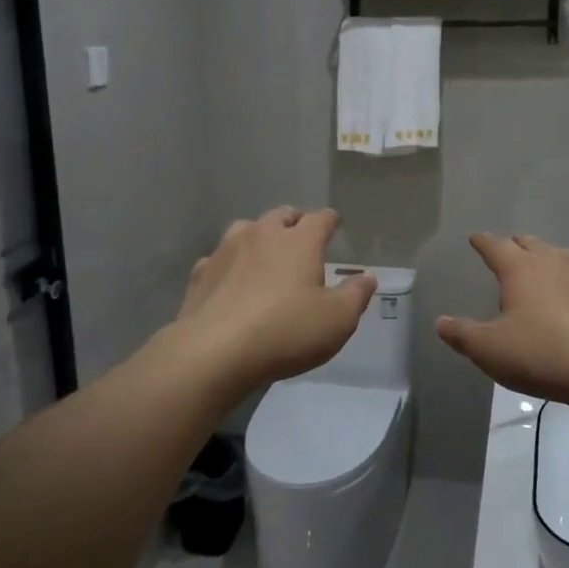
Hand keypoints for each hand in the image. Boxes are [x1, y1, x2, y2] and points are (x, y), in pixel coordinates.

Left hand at [173, 207, 377, 393]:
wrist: (215, 351)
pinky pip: (220, 258)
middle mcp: (262, 235)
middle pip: (281, 215)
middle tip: (302, 237)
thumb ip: (356, 295)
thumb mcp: (337, 320)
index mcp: (299, 242)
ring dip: (259, 236)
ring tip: (266, 254)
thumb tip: (368, 277)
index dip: (330, 221)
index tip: (335, 225)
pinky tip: (231, 280)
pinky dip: (230, 263)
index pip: (320, 219)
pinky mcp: (201, 273)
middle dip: (294, 222)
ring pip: (246, 229)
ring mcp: (226, 250)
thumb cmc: (286, 332)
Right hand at [437, 234, 568, 412]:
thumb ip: (462, 334)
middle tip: (506, 250)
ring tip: (539, 268)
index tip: (475, 238)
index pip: (496, 246)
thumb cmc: (542, 353)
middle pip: (530, 244)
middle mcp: (553, 262)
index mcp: (521, 269)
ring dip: (546, 258)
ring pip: (560, 256)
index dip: (483, 242)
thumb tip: (441, 322)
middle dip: (515, 245)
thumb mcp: (490, 349)